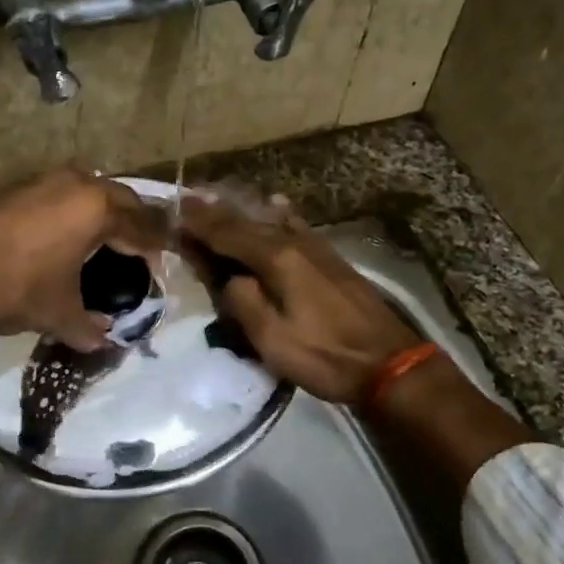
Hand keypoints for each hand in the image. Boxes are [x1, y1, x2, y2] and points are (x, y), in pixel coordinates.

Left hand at [0, 168, 167, 351]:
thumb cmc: (11, 287)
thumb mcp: (56, 313)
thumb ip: (89, 327)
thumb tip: (105, 340)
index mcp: (96, 208)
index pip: (142, 226)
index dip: (154, 248)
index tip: (160, 267)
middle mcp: (75, 183)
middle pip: (120, 199)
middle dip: (134, 224)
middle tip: (139, 252)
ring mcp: (42, 179)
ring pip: (89, 191)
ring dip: (103, 213)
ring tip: (105, 243)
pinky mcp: (16, 185)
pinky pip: (61, 194)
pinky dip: (74, 211)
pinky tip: (65, 236)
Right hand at [178, 197, 421, 403]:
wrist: (389, 363)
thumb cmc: (325, 356)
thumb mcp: (273, 340)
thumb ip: (243, 303)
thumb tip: (230, 280)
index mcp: (277, 260)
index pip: (228, 234)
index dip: (200, 224)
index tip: (174, 211)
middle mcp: (295, 244)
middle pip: (248, 223)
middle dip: (215, 212)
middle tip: (187, 200)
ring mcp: (317, 249)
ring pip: (271, 221)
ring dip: (242, 212)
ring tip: (219, 201)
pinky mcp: (331, 260)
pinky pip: (296, 226)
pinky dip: (279, 214)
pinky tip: (277, 204)